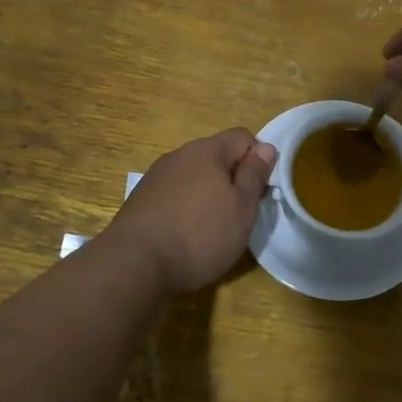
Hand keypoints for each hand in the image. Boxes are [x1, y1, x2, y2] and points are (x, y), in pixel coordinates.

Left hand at [105, 129, 277, 292]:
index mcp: (207, 150)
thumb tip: (266, 147)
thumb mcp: (242, 207)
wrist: (135, 264)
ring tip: (212, 229)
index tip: (259, 192)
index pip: (243, 137)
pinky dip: (186, 209)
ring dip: (208, 195)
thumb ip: (255, 174)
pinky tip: (185, 236)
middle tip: (240, 215)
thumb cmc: (200, 234)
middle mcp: (179, 155)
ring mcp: (156, 177)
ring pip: (194, 177)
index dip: (258, 161)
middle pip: (217, 157)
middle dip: (232, 180)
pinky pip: (175, 195)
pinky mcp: (141, 200)